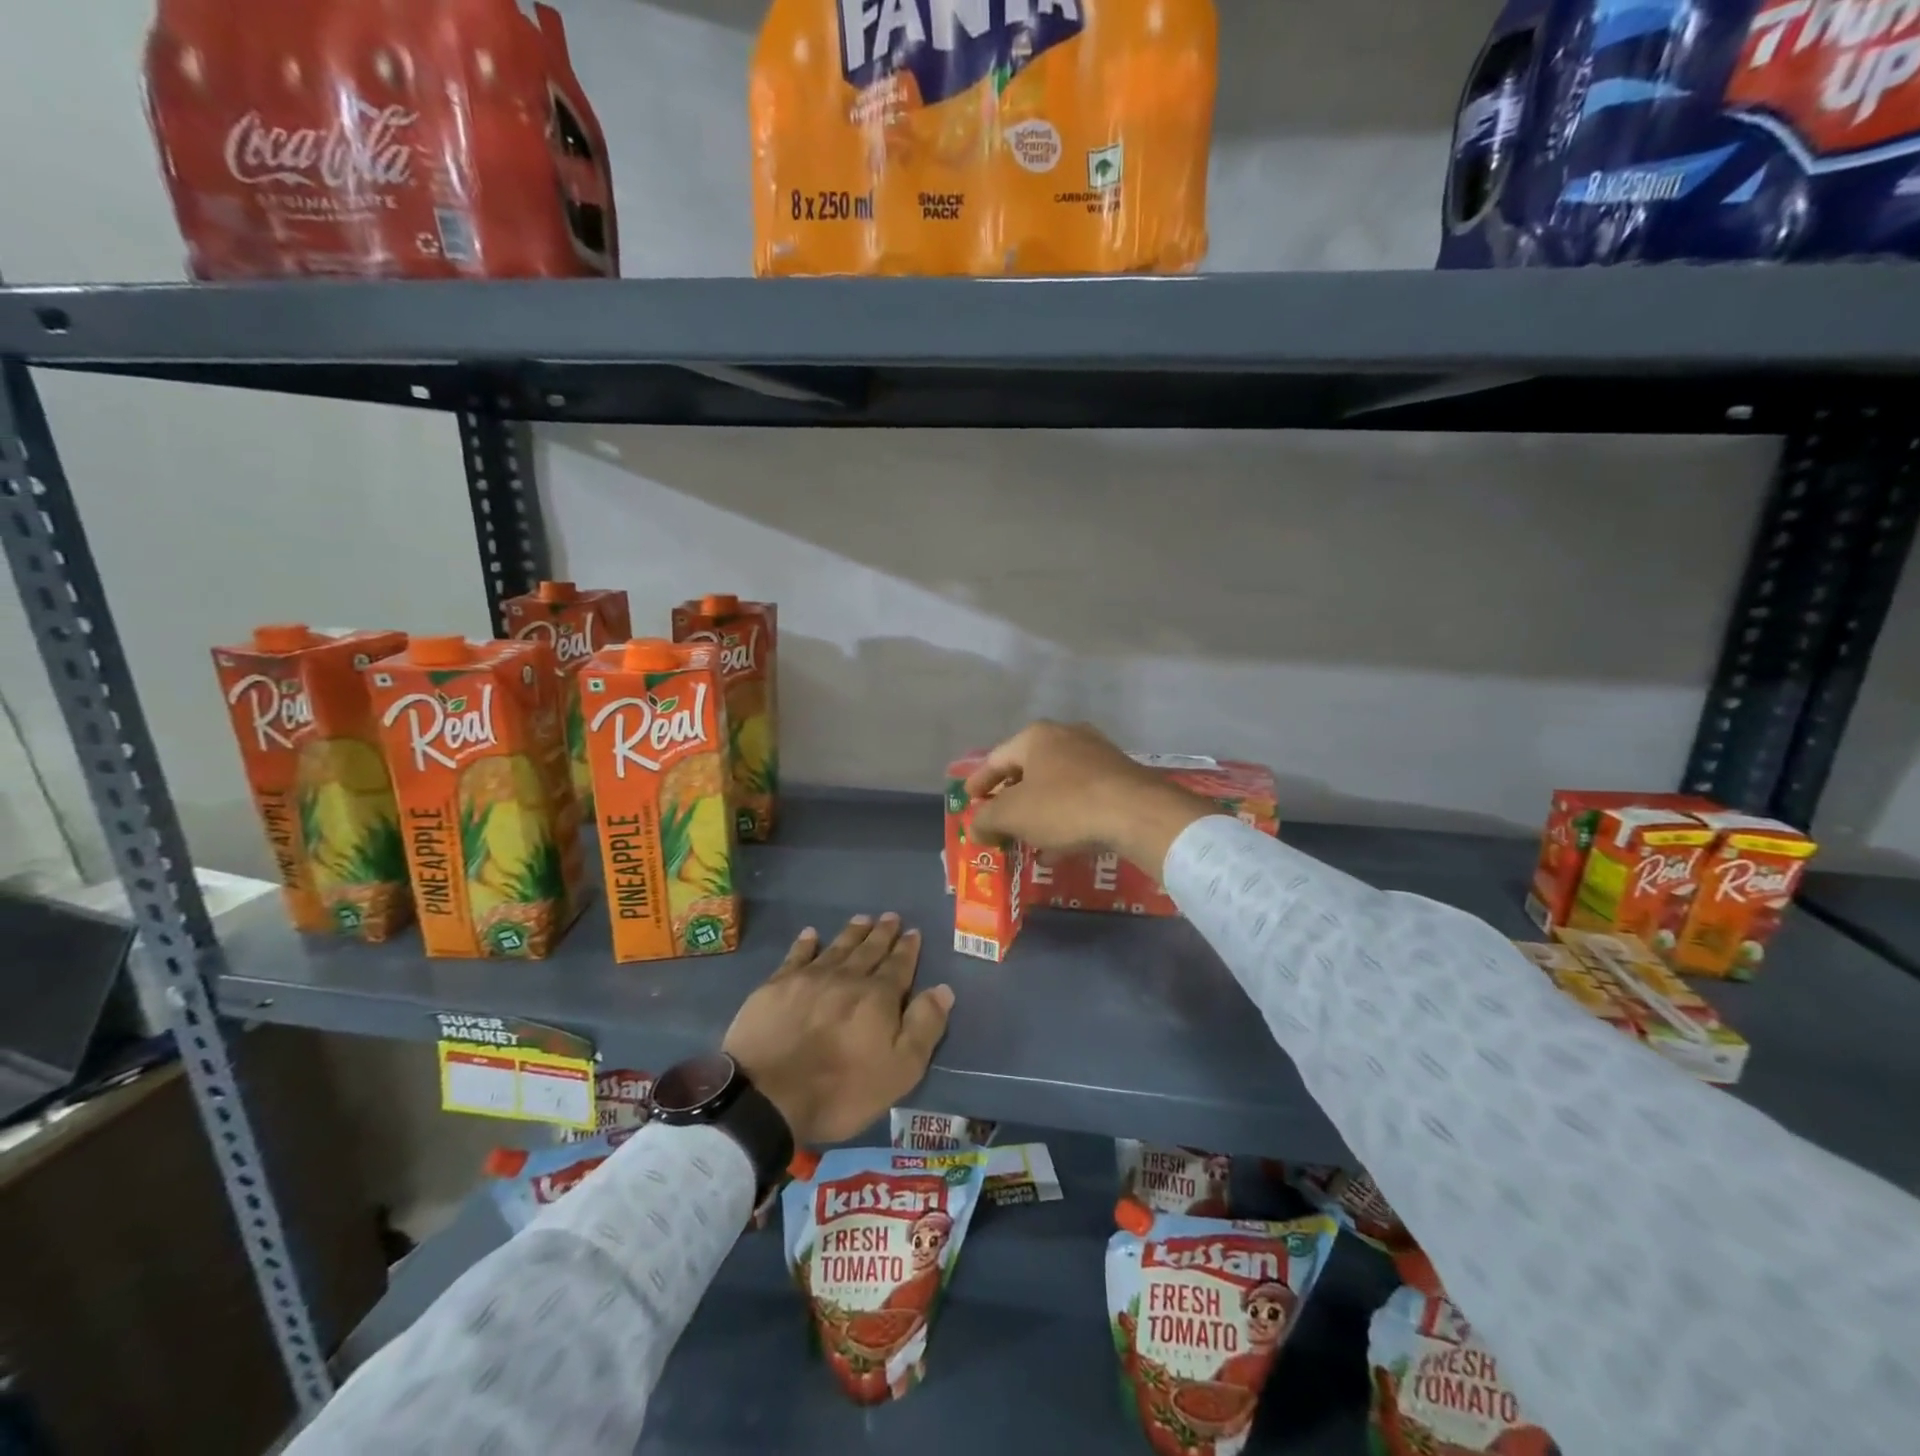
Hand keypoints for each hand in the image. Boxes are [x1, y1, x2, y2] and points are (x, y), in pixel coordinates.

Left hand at [723, 915, 953, 1145]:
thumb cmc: (841, 1090)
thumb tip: (943, 989)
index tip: (913, 931)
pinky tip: (811, 934)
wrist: (767, 1096)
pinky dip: (806, 943)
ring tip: (862, 918)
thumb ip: (924, 1027)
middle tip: (891, 916)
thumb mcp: (900, 1071)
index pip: (898, 967)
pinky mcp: (776, 986)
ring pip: (837, 948)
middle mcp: (847, 978)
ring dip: (852, 933)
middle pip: (869, 951)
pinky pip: (797, 956)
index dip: (907, 949)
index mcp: (878, 998)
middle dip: (882, 933)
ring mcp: (809, 979)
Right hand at [964, 721, 1213, 876]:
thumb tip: (975, 827)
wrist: (1137, 813)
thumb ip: (986, 820)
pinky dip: (1064, 818)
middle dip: (1010, 799)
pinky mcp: (1120, 777)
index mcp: (1036, 737)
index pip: (996, 758)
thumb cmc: (1065, 806)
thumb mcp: (1013, 815)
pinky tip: (1058, 848)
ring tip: (1026, 839)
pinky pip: (1081, 797)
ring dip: (1037, 812)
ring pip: (1056, 785)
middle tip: (997, 822)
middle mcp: (1067, 736)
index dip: (978, 782)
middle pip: (1027, 770)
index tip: (968, 801)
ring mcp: (1097, 755)